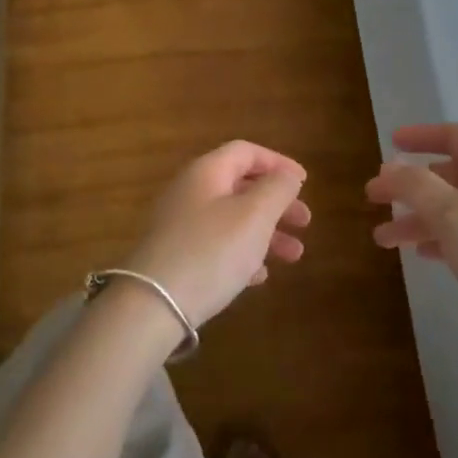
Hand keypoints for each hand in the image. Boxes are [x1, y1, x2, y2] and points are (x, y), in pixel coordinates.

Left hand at [120, 141, 311, 328]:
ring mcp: (180, 226)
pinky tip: (259, 276)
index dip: (278, 163)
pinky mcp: (176, 258)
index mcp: (207, 172)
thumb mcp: (254, 215)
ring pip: (232, 219)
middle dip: (277, 203)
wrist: (152, 305)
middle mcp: (190, 192)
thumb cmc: (211, 251)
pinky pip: (216, 247)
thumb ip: (277, 189)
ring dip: (266, 233)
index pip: (246, 152)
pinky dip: (242, 254)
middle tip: (305, 222)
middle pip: (241, 186)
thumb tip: (287, 175)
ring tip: (294, 256)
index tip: (304, 182)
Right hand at [366, 123, 457, 342]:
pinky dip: (438, 241)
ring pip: (452, 212)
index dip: (422, 135)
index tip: (390, 143)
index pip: (456, 137)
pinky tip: (420, 255)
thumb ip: (416, 187)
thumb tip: (390, 166)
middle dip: (409, 185)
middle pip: (448, 176)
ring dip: (416, 219)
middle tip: (373, 198)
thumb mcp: (453, 216)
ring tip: (382, 239)